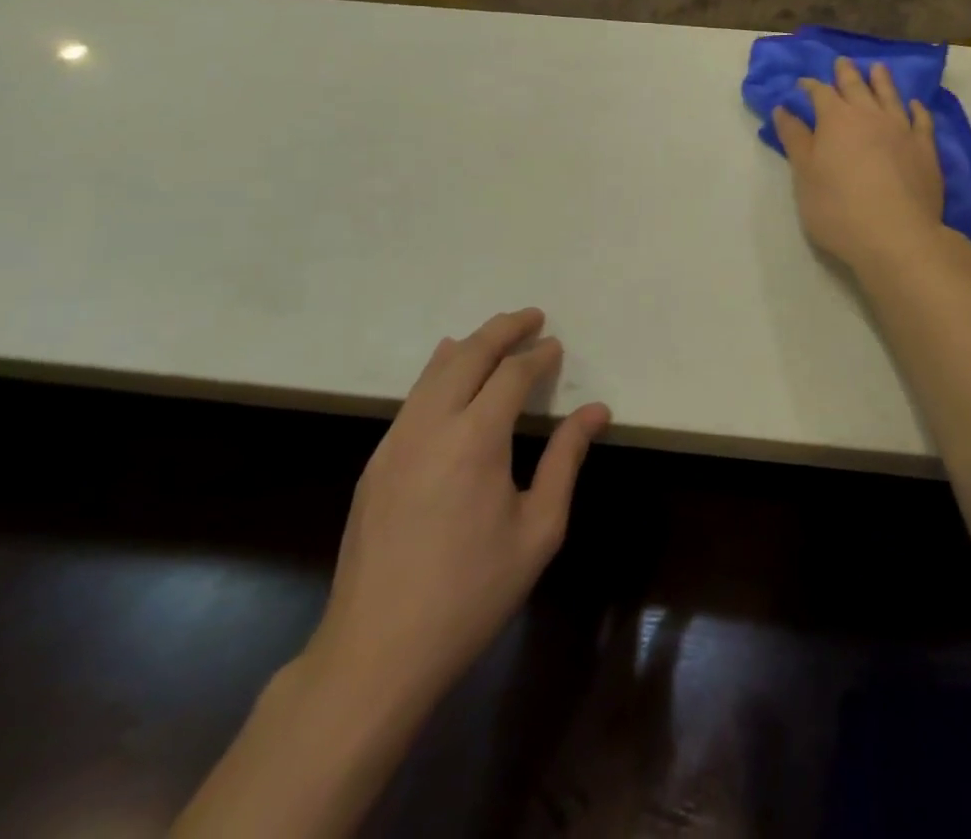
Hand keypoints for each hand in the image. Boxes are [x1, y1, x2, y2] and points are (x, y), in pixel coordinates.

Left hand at [305, 310, 609, 716]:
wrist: (375, 653)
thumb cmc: (471, 593)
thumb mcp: (538, 529)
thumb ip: (566, 460)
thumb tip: (595, 411)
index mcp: (475, 439)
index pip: (511, 374)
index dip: (537, 355)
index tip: (556, 346)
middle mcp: (431, 426)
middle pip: (468, 354)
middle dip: (503, 329)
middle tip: (531, 317)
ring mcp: (395, 442)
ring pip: (434, 370)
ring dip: (470, 345)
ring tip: (496, 335)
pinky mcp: (376, 463)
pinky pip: (413, 397)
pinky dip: (439, 371)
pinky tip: (449, 373)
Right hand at [772, 57, 945, 272]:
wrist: (896, 235)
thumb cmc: (838, 209)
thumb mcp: (805, 176)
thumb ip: (795, 140)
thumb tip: (783, 109)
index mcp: (836, 120)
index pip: (820, 93)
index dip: (810, 86)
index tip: (803, 83)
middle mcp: (869, 116)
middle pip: (856, 87)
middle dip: (846, 74)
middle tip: (841, 62)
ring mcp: (901, 130)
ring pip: (890, 96)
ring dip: (881, 80)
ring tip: (877, 68)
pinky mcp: (925, 149)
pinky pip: (921, 120)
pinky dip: (916, 109)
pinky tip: (914, 105)